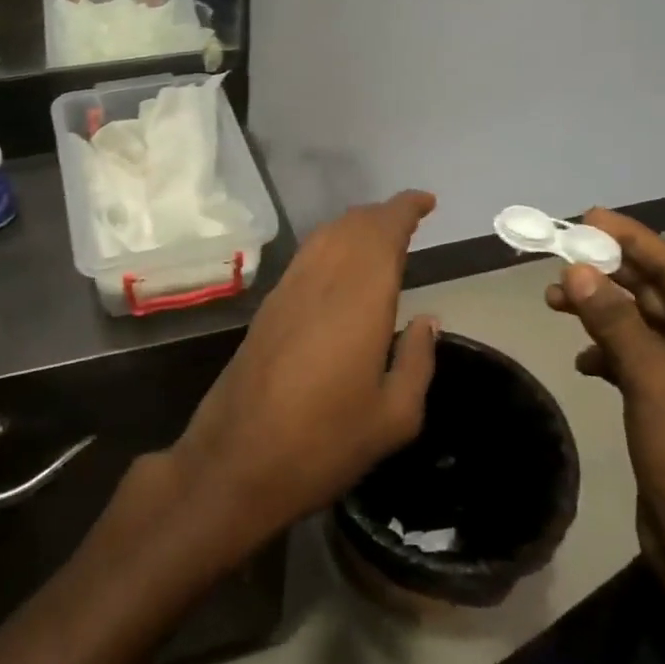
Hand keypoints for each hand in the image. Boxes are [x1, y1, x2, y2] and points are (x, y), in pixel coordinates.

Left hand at [169, 192, 440, 554]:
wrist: (236, 461)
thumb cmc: (325, 443)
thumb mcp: (394, 417)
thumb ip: (417, 360)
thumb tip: (428, 320)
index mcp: (359, 299)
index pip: (382, 231)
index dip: (404, 208)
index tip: (427, 202)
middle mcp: (321, 281)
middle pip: (351, 226)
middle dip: (381, 214)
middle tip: (409, 220)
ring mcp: (287, 292)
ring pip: (323, 237)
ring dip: (353, 227)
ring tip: (379, 237)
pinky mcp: (267, 309)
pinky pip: (305, 258)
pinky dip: (329, 246)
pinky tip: (339, 269)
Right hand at [546, 208, 664, 594]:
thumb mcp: (652, 380)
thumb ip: (615, 321)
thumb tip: (578, 271)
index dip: (633, 240)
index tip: (588, 218)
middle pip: (657, 293)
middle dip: (609, 275)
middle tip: (559, 256)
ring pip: (641, 325)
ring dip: (601, 312)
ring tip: (554, 301)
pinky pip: (635, 358)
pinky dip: (607, 352)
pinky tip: (583, 360)